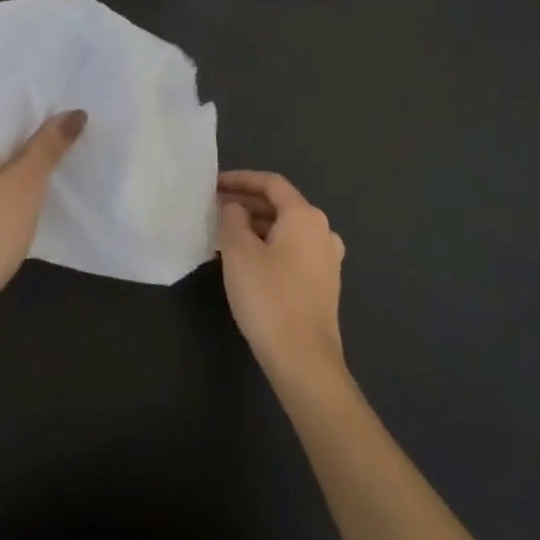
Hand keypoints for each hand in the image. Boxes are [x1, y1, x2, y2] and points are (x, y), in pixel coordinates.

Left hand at [0, 111, 86, 352]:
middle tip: (91, 111)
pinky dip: (27, 177)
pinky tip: (57, 179)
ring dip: (38, 151)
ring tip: (83, 139)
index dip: (39, 93)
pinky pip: (3, 178)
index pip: (3, 97)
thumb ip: (48, 147)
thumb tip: (73, 113)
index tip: (77, 86)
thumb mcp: (22, 189)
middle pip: (6, 124)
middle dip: (44, 121)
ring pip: (7, 153)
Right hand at [216, 170, 346, 378]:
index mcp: (305, 217)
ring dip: (254, 226)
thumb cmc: (268, 297)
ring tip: (223, 234)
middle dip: (245, 203)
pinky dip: (267, 245)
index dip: (240, 179)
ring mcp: (327, 259)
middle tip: (213, 209)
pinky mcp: (323, 283)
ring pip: (285, 230)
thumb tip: (235, 208)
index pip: (271, 183)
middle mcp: (323, 231)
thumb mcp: (238, 251)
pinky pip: (291, 250)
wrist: (304, 359)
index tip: (213, 184)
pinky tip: (244, 260)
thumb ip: (232, 218)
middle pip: (280, 205)